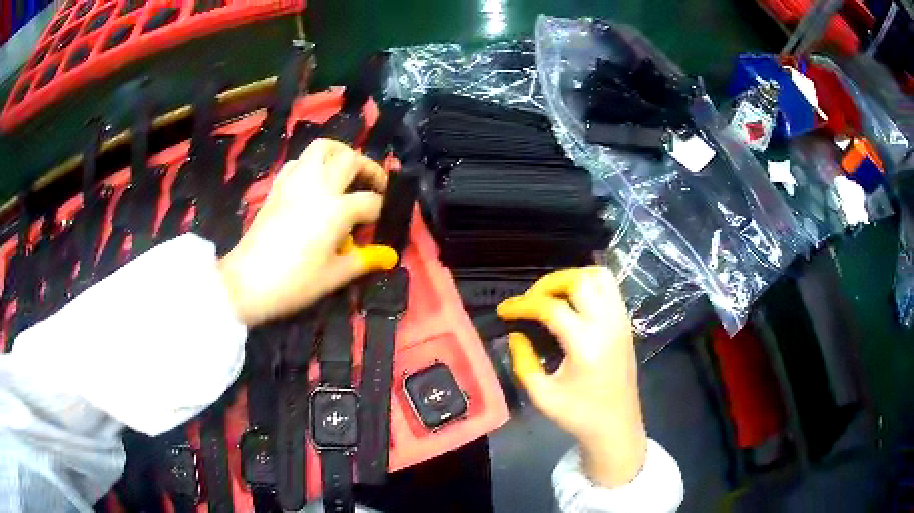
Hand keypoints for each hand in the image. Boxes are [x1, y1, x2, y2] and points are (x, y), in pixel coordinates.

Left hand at [219, 139, 397, 325]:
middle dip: (368, 169)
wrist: (248, 281)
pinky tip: (314, 182)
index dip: (379, 212)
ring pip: (322, 147)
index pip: (370, 201)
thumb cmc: (294, 282)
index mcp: (337, 210)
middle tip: (373, 185)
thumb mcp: (334, 276)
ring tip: (345, 170)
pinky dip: (311, 164)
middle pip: (351, 160)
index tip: (378, 224)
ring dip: (339, 153)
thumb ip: (362, 261)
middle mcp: (319, 187)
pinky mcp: (278, 186)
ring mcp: (295, 182)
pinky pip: (298, 162)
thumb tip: (385, 257)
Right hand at [497, 266, 646, 487]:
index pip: (551, 307)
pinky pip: (610, 288)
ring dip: (573, 278)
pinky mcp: (626, 323)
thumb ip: (524, 361)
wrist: (617, 426)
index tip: (505, 310)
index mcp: (586, 344)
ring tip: (553, 296)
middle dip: (549, 283)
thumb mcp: (542, 395)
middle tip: (531, 300)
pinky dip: (589, 285)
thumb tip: (516, 334)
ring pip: (599, 276)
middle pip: (579, 279)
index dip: (523, 304)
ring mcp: (620, 320)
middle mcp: (607, 324)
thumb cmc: (579, 415)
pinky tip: (574, 303)